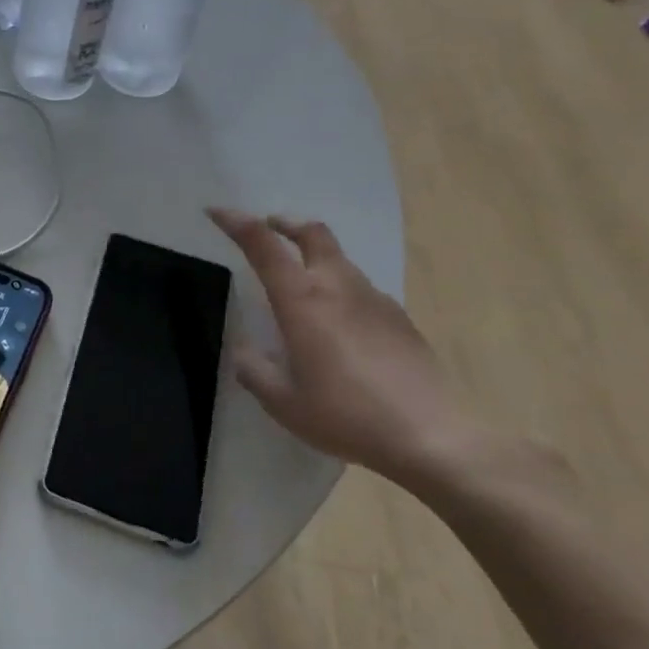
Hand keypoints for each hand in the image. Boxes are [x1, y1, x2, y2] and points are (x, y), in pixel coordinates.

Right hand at [208, 207, 478, 484]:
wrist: (432, 436)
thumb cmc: (347, 415)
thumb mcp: (283, 403)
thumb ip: (254, 371)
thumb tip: (244, 351)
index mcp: (302, 299)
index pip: (263, 244)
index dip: (236, 222)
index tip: (215, 211)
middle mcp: (337, 287)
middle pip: (312, 233)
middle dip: (286, 224)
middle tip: (269, 227)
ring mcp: (374, 299)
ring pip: (340, 259)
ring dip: (315, 255)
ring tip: (302, 282)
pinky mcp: (400, 318)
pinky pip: (361, 288)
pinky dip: (341, 286)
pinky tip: (340, 323)